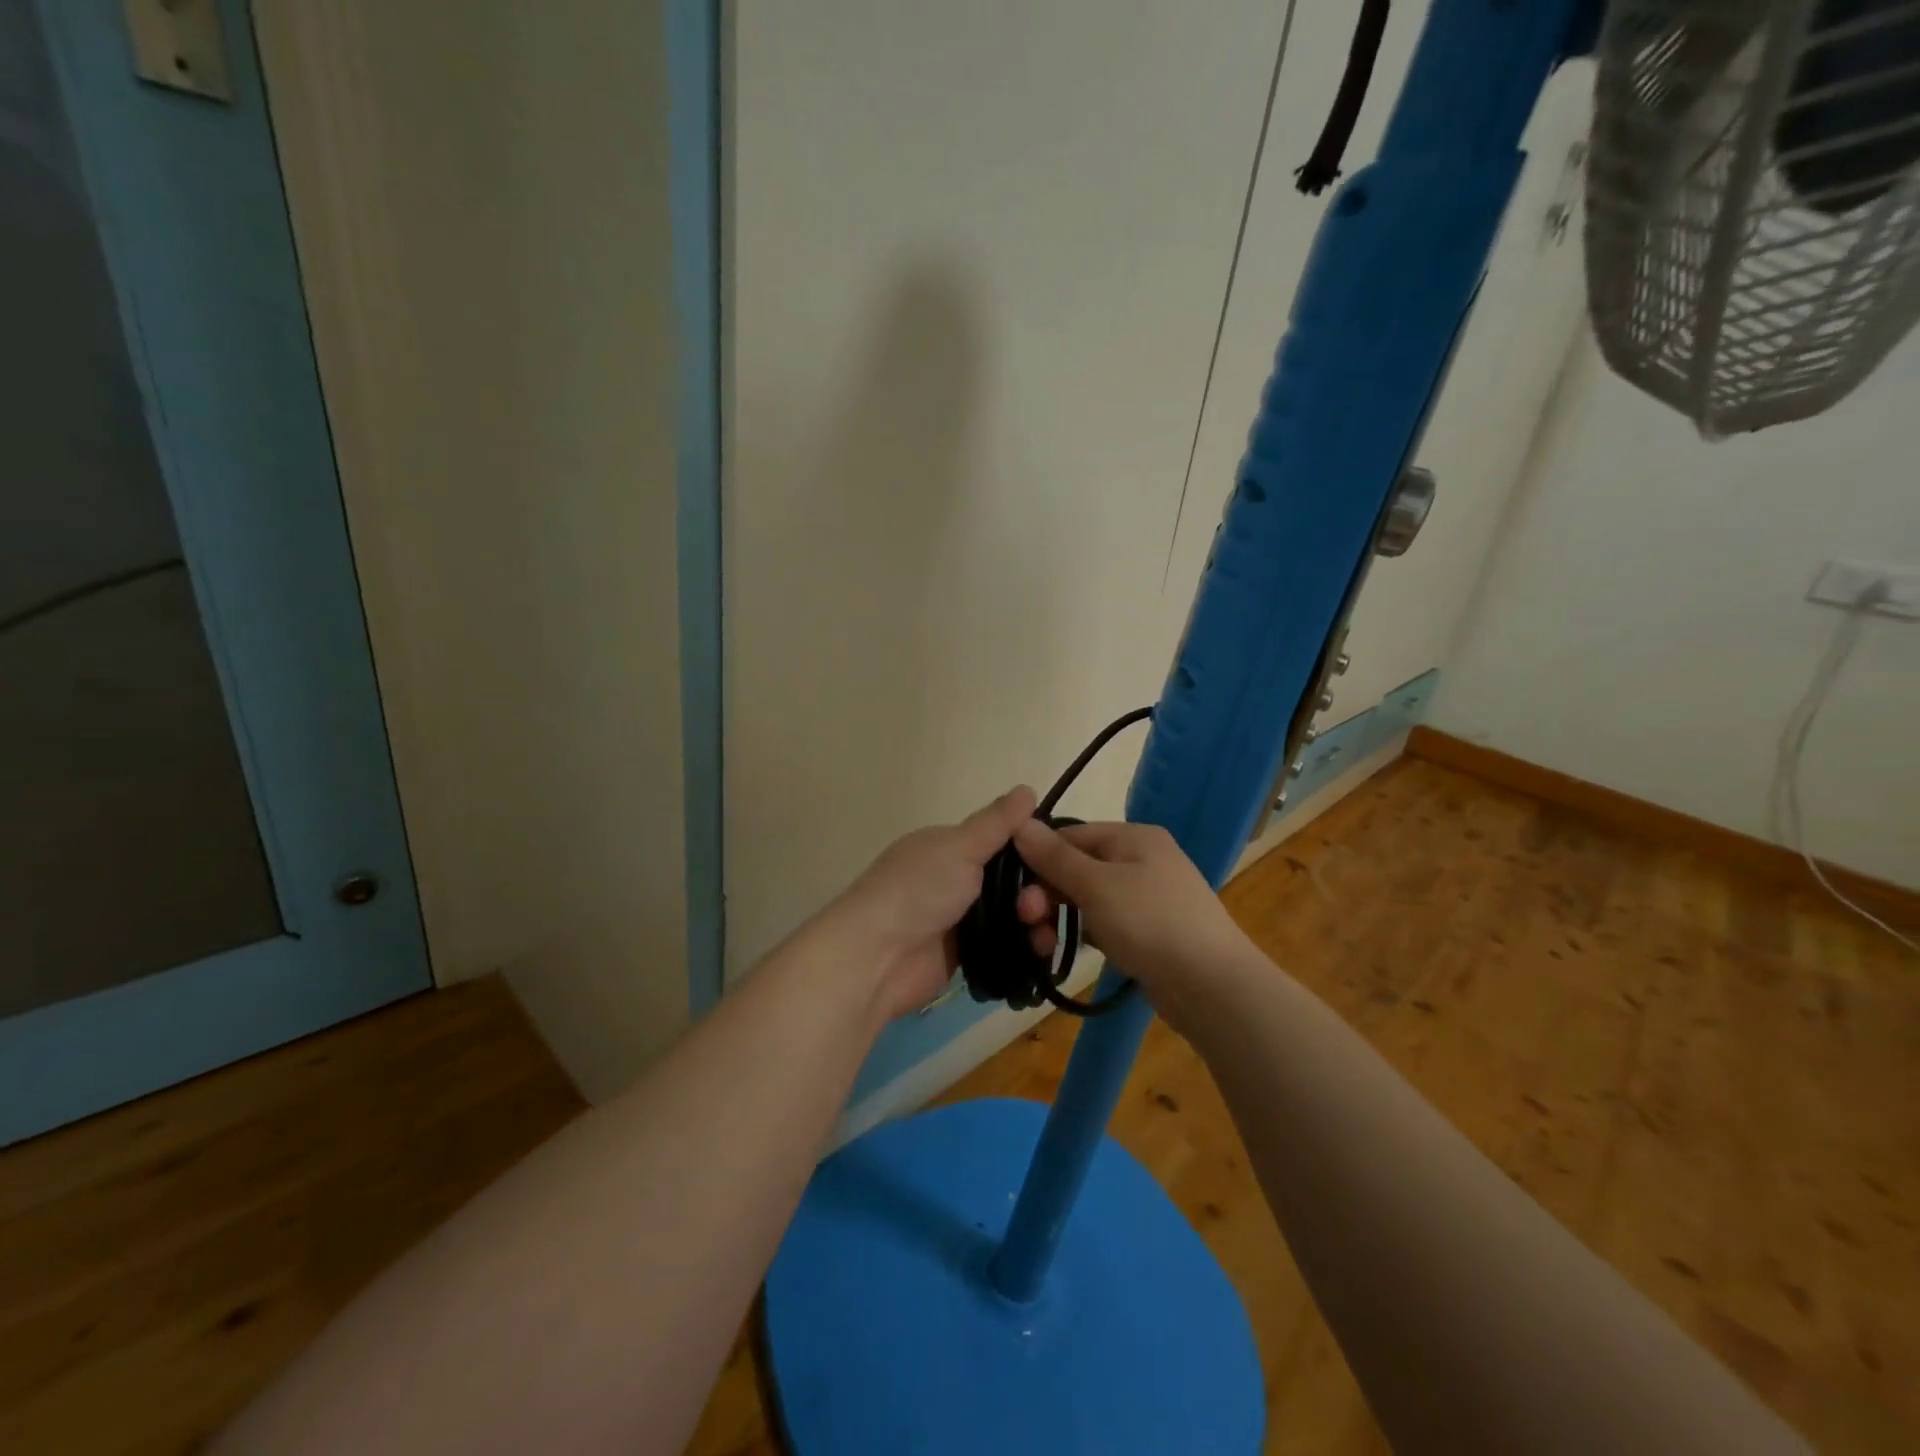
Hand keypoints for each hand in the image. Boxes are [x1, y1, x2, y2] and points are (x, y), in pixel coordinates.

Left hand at [819, 786, 1038, 1021]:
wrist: (878, 958)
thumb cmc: (918, 891)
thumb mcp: (960, 847)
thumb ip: (996, 823)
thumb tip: (1027, 788)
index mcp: (947, 846)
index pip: (1000, 840)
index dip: (1031, 850)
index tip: (1058, 862)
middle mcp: (952, 878)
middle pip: (1009, 880)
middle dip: (1033, 892)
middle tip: (1038, 907)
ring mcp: (956, 918)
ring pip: (1008, 915)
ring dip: (1032, 923)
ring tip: (1041, 935)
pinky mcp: (962, 955)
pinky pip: (1002, 945)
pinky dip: (1022, 948)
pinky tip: (1041, 952)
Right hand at [1009, 819, 1250, 1000]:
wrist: (1212, 986)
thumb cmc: (1151, 922)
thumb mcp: (1096, 885)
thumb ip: (1055, 856)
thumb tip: (1020, 823)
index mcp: (1133, 836)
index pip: (1070, 835)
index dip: (1038, 859)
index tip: (1015, 890)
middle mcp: (1142, 859)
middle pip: (1078, 867)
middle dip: (1047, 894)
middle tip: (1029, 923)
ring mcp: (1148, 896)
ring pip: (1089, 898)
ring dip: (1061, 917)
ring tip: (1044, 946)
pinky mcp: (1150, 930)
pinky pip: (1106, 922)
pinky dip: (1086, 932)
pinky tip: (1071, 952)